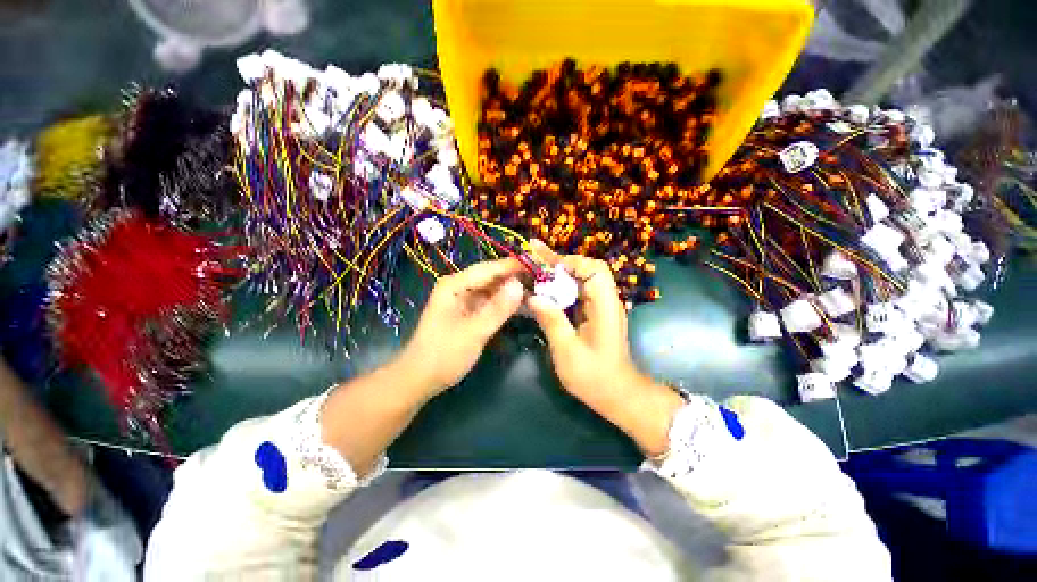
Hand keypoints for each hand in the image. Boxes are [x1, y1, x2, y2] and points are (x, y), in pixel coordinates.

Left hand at [395, 257, 525, 397]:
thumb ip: (497, 308)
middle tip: (543, 281)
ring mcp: (464, 300)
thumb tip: (519, 284)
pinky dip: (505, 304)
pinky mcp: (468, 312)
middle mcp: (459, 287)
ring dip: (512, 292)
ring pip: (493, 290)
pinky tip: (522, 306)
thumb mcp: (474, 332)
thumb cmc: (443, 355)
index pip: (489, 268)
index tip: (539, 265)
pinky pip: (490, 303)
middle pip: (492, 277)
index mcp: (455, 285)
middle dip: (516, 278)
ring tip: (538, 291)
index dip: (514, 266)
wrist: (420, 379)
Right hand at [525, 241, 683, 455]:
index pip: (593, 269)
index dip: (569, 262)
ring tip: (534, 268)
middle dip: (560, 263)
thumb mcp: (567, 351)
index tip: (543, 264)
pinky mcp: (594, 315)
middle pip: (587, 269)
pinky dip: (561, 289)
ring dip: (559, 274)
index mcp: (605, 306)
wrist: (617, 395)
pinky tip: (544, 291)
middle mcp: (606, 301)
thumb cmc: (594, 377)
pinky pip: (578, 293)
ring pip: (581, 280)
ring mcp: (601, 307)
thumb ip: (551, 321)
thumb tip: (533, 296)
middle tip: (534, 258)